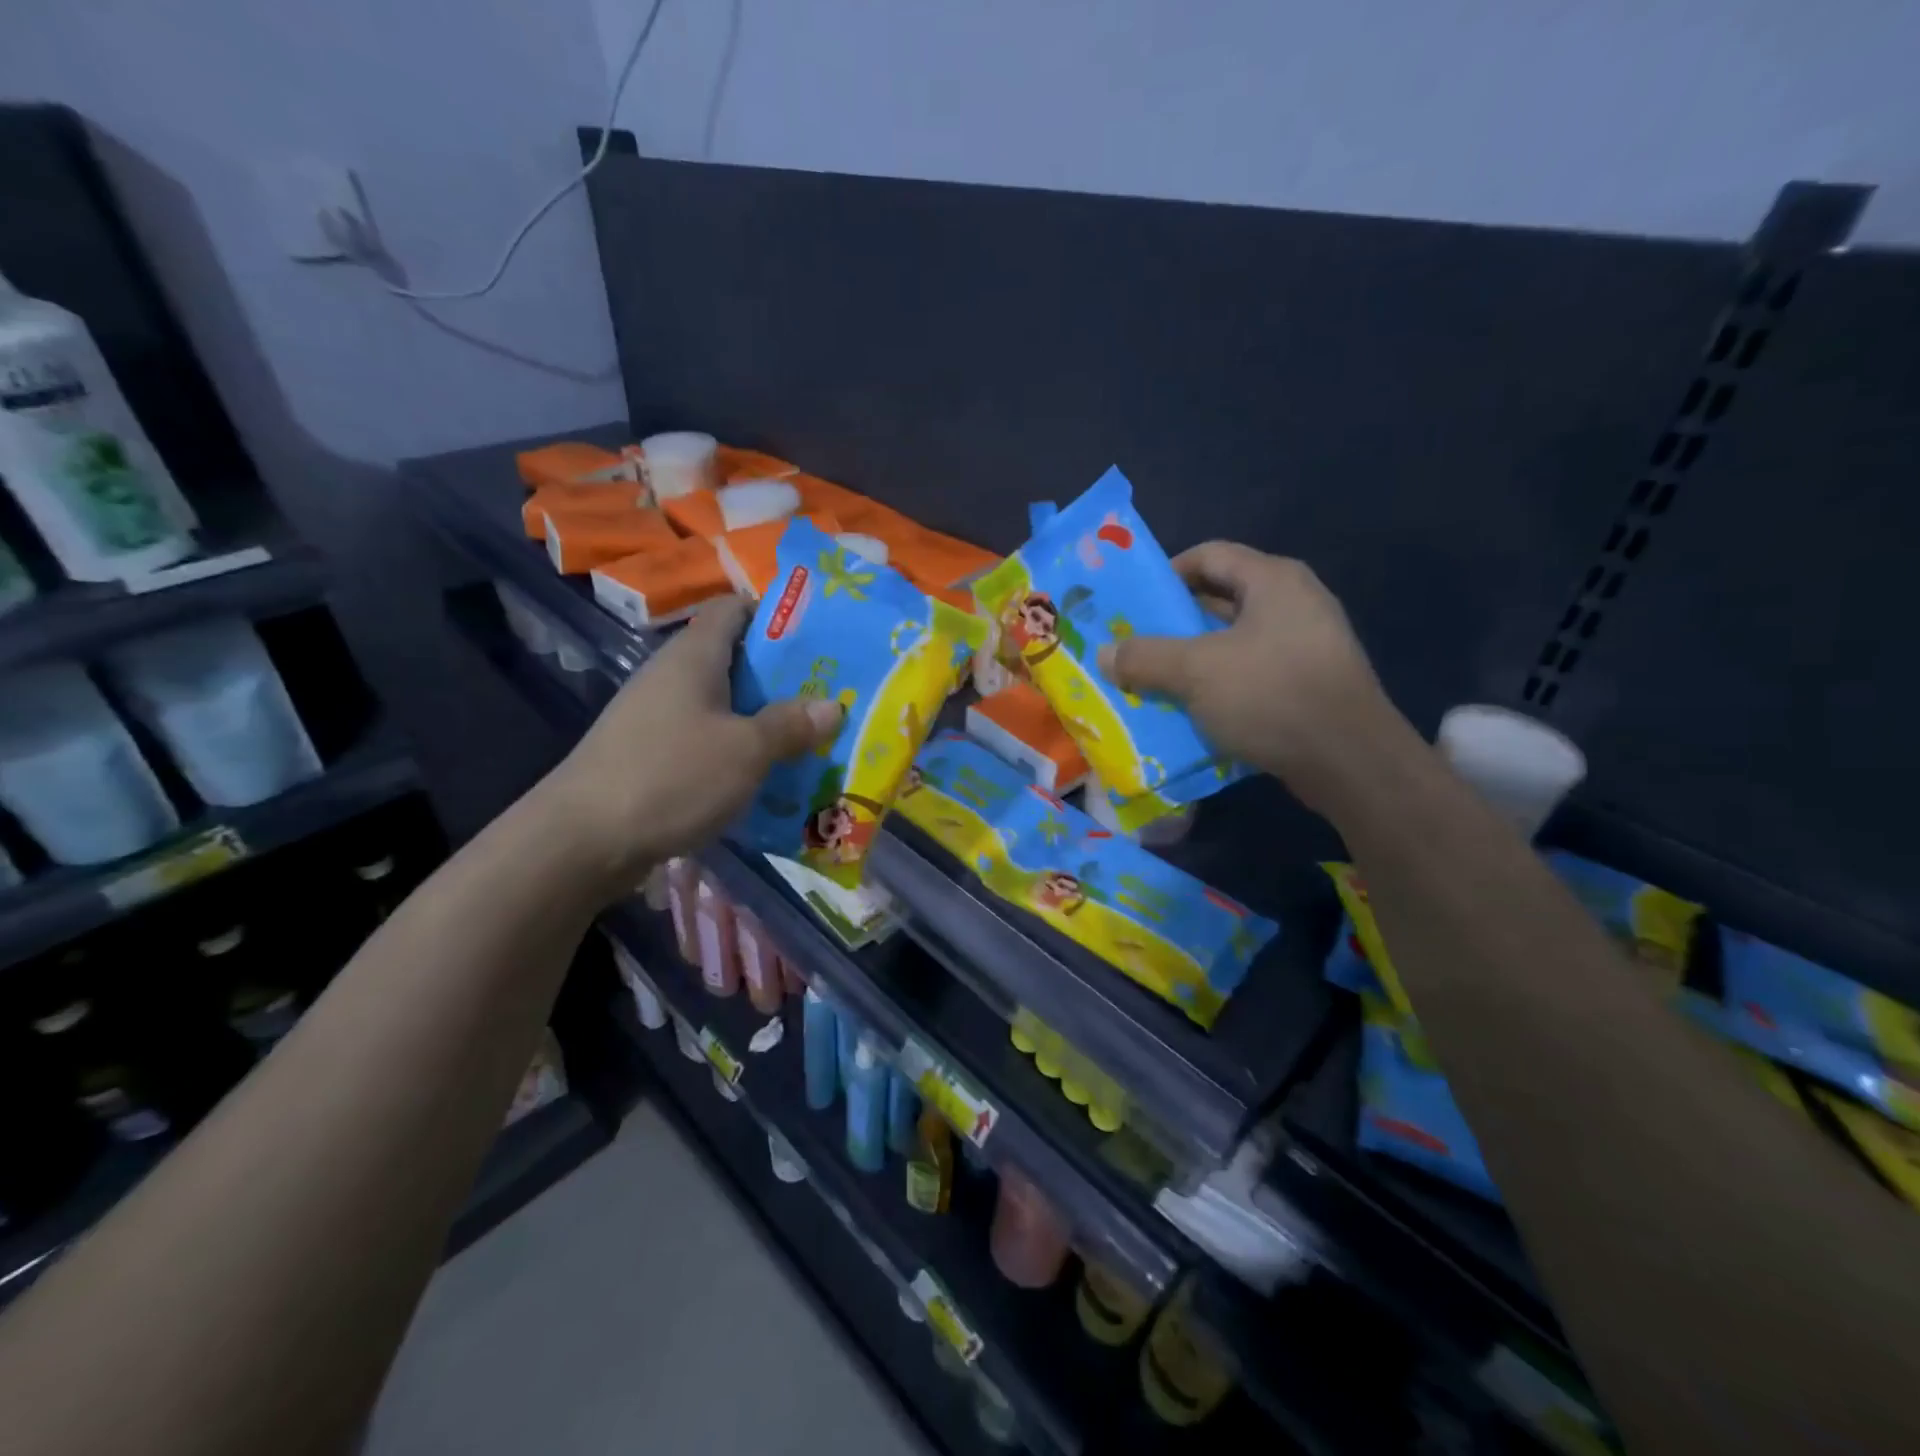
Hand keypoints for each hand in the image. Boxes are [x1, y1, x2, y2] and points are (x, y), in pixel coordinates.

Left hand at [535, 597, 841, 897]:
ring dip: (762, 717)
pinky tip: (765, 773)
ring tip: (808, 735)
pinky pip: (705, 738)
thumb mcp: (745, 750)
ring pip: (722, 703)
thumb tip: (833, 705)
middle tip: (829, 692)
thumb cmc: (671, 776)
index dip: (774, 612)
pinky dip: (737, 749)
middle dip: (781, 675)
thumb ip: (790, 725)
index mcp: (693, 656)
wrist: (582, 840)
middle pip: (733, 658)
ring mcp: (657, 717)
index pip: (733, 608)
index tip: (817, 634)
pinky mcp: (650, 754)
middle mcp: (672, 676)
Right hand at [1098, 542, 1405, 814]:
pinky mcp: (1307, 684)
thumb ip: (1144, 657)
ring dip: (1192, 660)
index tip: (1133, 605)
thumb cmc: (1271, 694)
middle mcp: (1293, 603)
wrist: (1350, 762)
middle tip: (1132, 646)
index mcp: (1272, 580)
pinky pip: (1250, 674)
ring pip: (1232, 642)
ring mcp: (1305, 645)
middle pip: (1219, 599)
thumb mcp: (1196, 671)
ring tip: (1151, 681)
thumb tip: (1104, 654)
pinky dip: (1218, 686)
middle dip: (1172, 624)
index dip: (1166, 574)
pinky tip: (1190, 711)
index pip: (1208, 555)